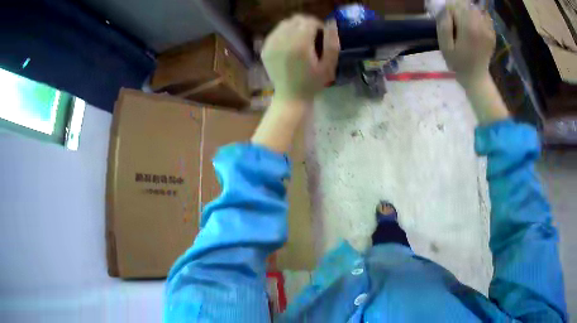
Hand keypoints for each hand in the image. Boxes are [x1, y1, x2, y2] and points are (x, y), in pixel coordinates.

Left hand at [261, 15, 339, 102]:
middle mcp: (283, 41)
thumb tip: (331, 23)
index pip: (308, 22)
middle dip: (306, 24)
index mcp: (300, 45)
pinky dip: (283, 34)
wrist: (291, 97)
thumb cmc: (313, 83)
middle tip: (312, 36)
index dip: (318, 25)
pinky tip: (289, 45)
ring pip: (284, 24)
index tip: (322, 35)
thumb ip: (332, 42)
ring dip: (294, 27)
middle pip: (295, 20)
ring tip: (301, 40)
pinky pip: (275, 33)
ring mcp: (271, 45)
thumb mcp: (329, 65)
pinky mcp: (265, 50)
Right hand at [437, 4, 495, 87]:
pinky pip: (486, 17)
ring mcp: (488, 30)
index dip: (449, 8)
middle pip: (467, 5)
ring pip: (477, 9)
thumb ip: (444, 26)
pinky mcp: (492, 34)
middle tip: (456, 19)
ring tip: (465, 20)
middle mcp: (480, 26)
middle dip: (459, 8)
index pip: (456, 5)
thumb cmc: (458, 63)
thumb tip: (446, 10)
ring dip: (469, 11)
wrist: (476, 77)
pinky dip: (479, 16)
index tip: (447, 17)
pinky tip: (475, 23)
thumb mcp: (445, 47)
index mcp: (468, 28)